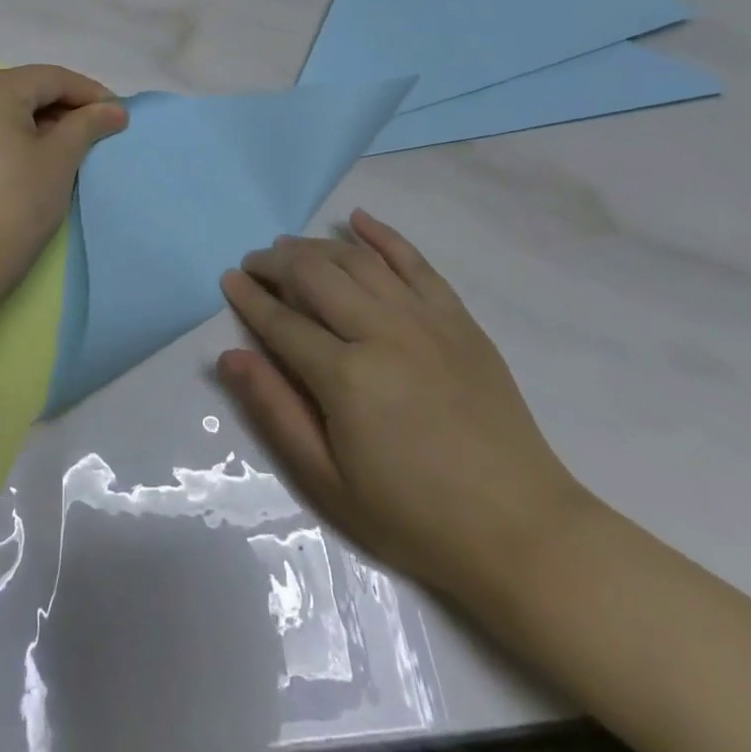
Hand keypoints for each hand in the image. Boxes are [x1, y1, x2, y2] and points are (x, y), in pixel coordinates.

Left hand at [0, 66, 125, 339]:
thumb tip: (115, 108)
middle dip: (66, 108)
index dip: (91, 93)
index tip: (120, 115)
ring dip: (42, 124)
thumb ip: (88, 125)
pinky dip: (15, 139)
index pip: (52, 78)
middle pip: (27, 90)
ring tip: (71, 148)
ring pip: (6, 111)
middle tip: (99, 133)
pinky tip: (34, 163)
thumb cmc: (16, 203)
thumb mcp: (59, 159)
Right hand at [218, 210, 595, 608]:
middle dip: (275, 263)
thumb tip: (229, 356)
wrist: (521, 531)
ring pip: (358, 261)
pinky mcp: (458, 319)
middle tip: (255, 263)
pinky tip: (358, 220)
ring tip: (291, 248)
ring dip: (317, 246)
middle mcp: (382, 333)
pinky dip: (384, 235)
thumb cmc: (414, 516)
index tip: (229, 279)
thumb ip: (275, 410)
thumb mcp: (328, 480)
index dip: (249, 297)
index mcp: (346, 377)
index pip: (281, 321)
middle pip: (315, 276)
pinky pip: (416, 262)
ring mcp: (425, 320)